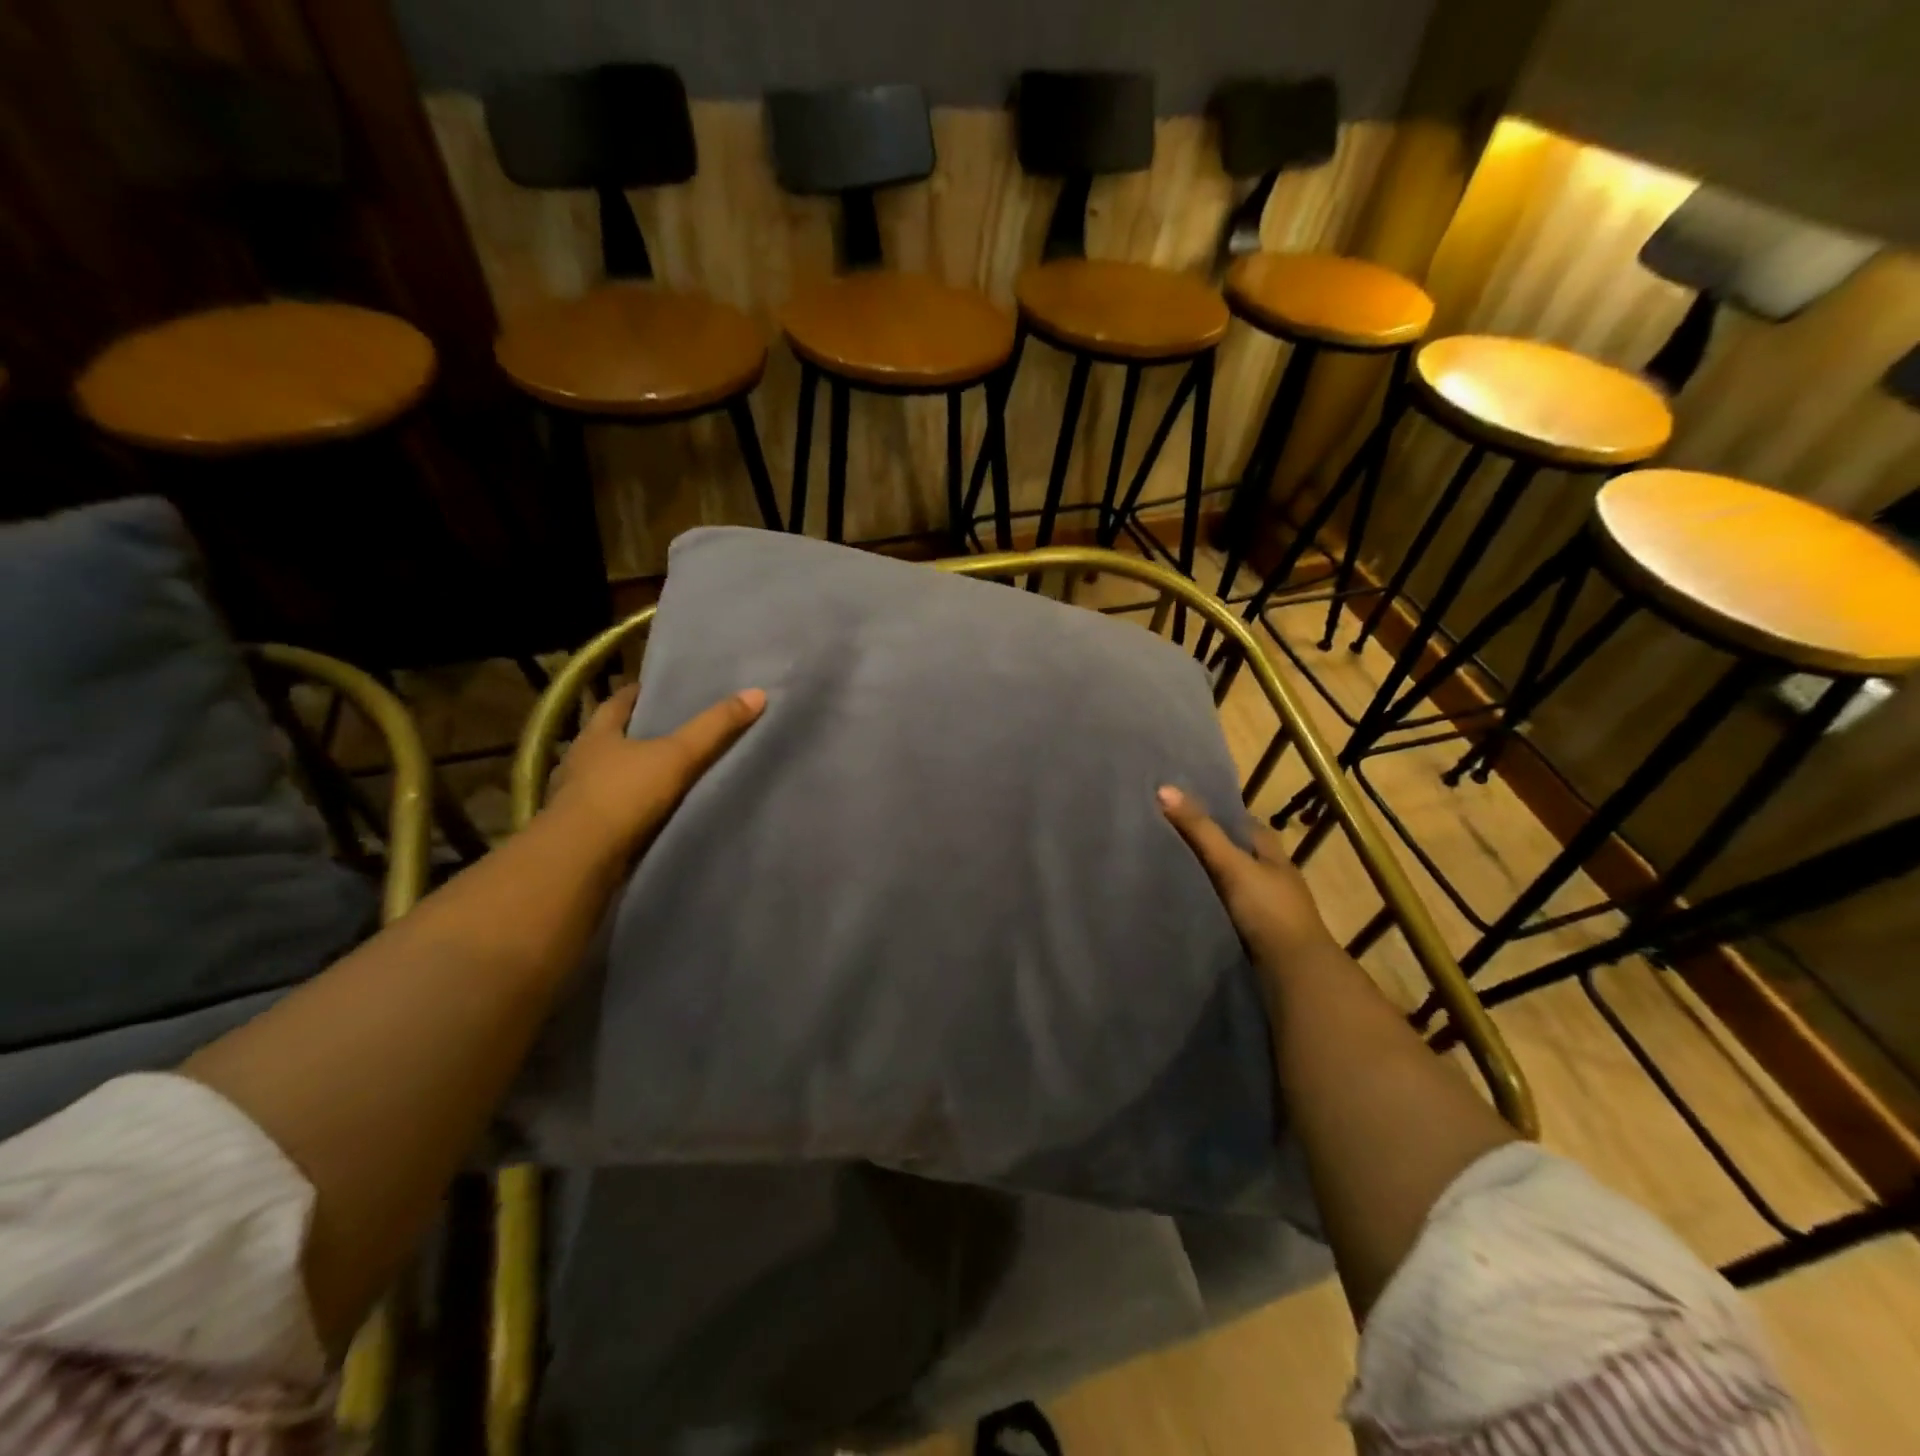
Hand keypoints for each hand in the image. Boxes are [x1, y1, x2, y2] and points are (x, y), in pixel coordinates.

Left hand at [547, 682, 765, 858]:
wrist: (580, 859)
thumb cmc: (624, 794)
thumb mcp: (678, 755)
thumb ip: (715, 727)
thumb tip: (757, 693)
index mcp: (597, 734)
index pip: (617, 703)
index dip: (637, 694)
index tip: (657, 690)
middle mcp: (579, 760)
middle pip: (608, 738)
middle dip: (632, 733)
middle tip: (666, 729)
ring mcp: (574, 797)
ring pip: (604, 775)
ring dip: (626, 773)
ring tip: (660, 772)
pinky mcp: (579, 830)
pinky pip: (606, 809)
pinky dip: (624, 807)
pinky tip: (644, 812)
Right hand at [1158, 785, 1339, 972]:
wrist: (1294, 973)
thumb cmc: (1268, 910)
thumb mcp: (1231, 864)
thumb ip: (1200, 830)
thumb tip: (1163, 788)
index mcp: (1275, 856)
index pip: (1248, 826)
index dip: (1222, 816)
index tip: (1189, 809)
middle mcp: (1275, 879)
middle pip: (1242, 855)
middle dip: (1215, 848)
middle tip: (1173, 839)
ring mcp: (1269, 910)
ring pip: (1236, 885)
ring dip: (1214, 880)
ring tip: (1174, 872)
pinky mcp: (1260, 937)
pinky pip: (1231, 912)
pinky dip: (1214, 907)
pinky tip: (1191, 906)